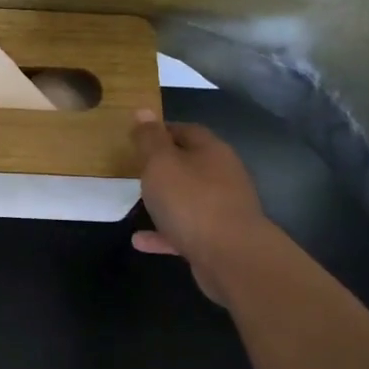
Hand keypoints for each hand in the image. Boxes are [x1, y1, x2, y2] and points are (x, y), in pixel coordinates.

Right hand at [130, 111, 271, 306]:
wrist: (232, 257)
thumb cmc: (192, 201)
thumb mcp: (161, 163)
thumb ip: (150, 139)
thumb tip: (144, 110)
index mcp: (211, 151)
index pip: (186, 130)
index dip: (161, 130)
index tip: (138, 137)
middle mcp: (222, 175)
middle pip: (191, 163)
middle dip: (165, 166)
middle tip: (136, 169)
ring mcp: (223, 209)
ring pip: (189, 198)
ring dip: (165, 200)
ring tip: (138, 203)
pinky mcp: (218, 239)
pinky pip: (185, 230)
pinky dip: (164, 233)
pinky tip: (140, 241)